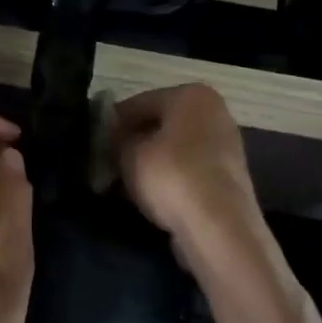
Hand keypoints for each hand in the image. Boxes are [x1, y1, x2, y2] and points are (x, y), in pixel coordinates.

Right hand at [113, 84, 259, 241]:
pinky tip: (146, 197)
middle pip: (159, 125)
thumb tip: (113, 139)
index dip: (112, 123)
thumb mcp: (129, 153)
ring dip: (147, 164)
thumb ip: (116, 139)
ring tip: (120, 185)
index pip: (139, 102)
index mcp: (192, 95)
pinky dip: (166, 180)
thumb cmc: (171, 176)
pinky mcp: (227, 178)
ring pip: (172, 150)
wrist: (218, 227)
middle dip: (131, 144)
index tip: (94, 144)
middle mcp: (214, 113)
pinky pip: (186, 171)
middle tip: (105, 165)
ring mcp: (225, 146)